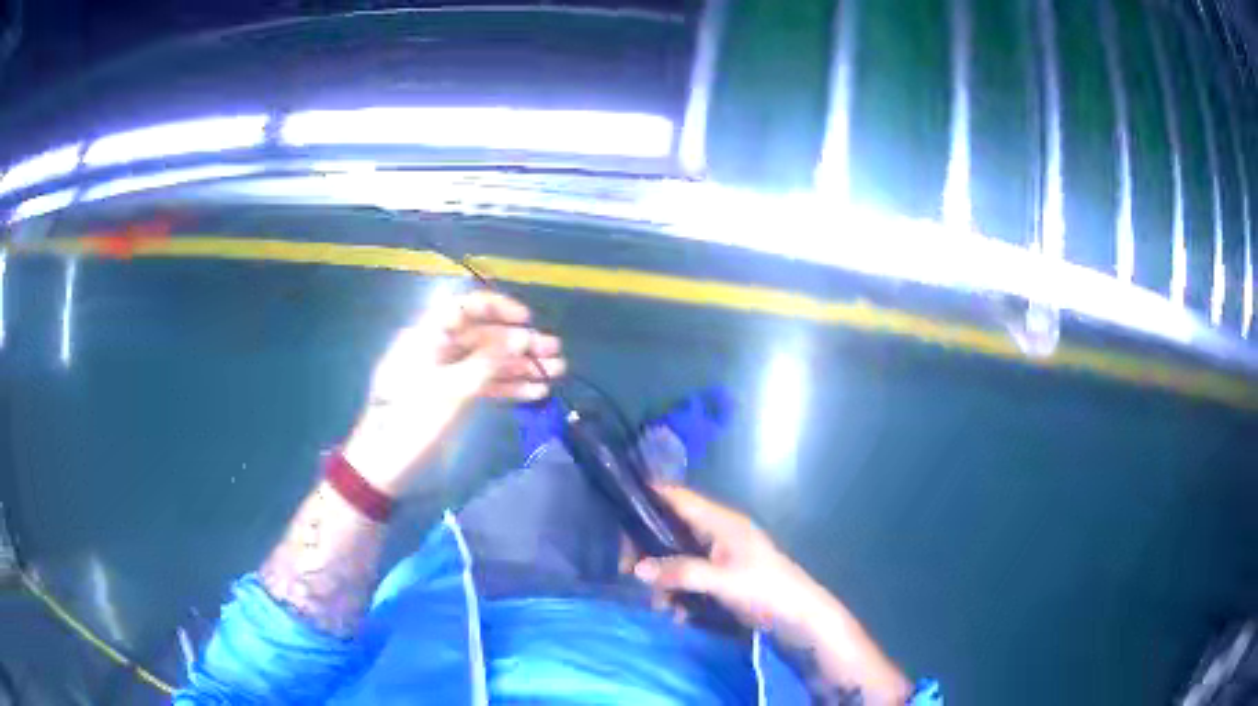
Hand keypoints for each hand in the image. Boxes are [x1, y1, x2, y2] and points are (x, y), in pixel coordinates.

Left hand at [343, 290, 564, 492]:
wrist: (384, 466)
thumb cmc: (411, 422)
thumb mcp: (450, 391)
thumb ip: (487, 363)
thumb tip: (523, 336)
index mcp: (427, 336)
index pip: (465, 308)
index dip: (497, 308)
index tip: (528, 320)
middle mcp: (437, 349)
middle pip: (483, 337)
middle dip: (519, 343)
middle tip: (555, 352)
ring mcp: (445, 375)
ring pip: (487, 362)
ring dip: (520, 366)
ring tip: (556, 373)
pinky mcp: (451, 398)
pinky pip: (483, 385)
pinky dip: (508, 387)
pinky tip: (535, 392)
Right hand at [633, 486, 817, 633]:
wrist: (801, 617)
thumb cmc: (766, 590)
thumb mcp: (722, 582)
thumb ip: (680, 573)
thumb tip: (635, 569)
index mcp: (721, 522)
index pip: (678, 497)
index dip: (649, 497)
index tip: (617, 512)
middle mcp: (718, 532)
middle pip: (671, 529)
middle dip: (648, 551)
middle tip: (628, 572)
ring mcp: (720, 555)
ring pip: (677, 557)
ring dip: (664, 580)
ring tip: (661, 606)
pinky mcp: (722, 577)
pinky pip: (689, 577)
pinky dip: (679, 592)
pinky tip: (679, 614)